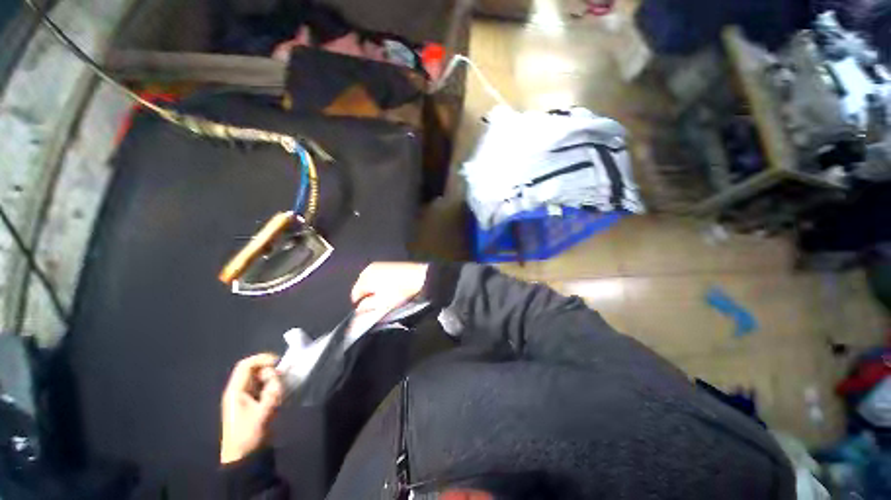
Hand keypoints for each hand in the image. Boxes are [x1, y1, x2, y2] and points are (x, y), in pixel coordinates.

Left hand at [220, 353, 283, 463]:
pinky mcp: (251, 403)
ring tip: (279, 391)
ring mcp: (244, 397)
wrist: (243, 457)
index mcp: (235, 391)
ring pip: (259, 378)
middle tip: (280, 380)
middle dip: (269, 371)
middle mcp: (238, 391)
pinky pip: (261, 387)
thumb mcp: (264, 412)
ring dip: (271, 380)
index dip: (262, 359)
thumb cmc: (250, 435)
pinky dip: (271, 386)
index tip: (278, 363)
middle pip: (253, 369)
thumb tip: (278, 375)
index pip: (246, 365)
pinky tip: (277, 395)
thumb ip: (272, 391)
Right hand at [351, 262, 428, 315]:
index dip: (360, 305)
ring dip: (376, 289)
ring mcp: (380, 265)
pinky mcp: (390, 264)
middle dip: (368, 296)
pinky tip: (392, 288)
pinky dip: (383, 283)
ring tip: (386, 296)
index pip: (355, 295)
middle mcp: (369, 269)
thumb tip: (359, 309)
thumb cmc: (400, 291)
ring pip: (372, 281)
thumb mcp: (382, 304)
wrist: (421, 277)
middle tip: (378, 304)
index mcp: (365, 278)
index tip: (368, 311)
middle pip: (363, 286)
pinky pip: (380, 276)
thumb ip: (367, 307)